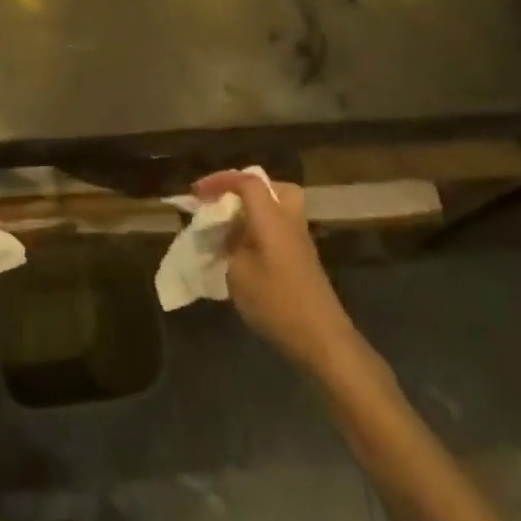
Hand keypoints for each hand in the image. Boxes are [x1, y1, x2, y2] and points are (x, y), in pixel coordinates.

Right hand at [194, 171, 361, 377]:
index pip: (248, 182)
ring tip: (230, 229)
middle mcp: (289, 221)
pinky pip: (280, 229)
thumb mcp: (239, 274)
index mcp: (272, 217)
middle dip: (246, 189)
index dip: (221, 180)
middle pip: (274, 188)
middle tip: (225, 203)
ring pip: (279, 209)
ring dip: (254, 211)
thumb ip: (228, 245)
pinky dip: (262, 230)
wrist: (322, 339)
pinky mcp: (303, 260)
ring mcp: (300, 241)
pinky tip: (245, 252)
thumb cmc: (277, 302)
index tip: (198, 193)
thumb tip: (225, 233)